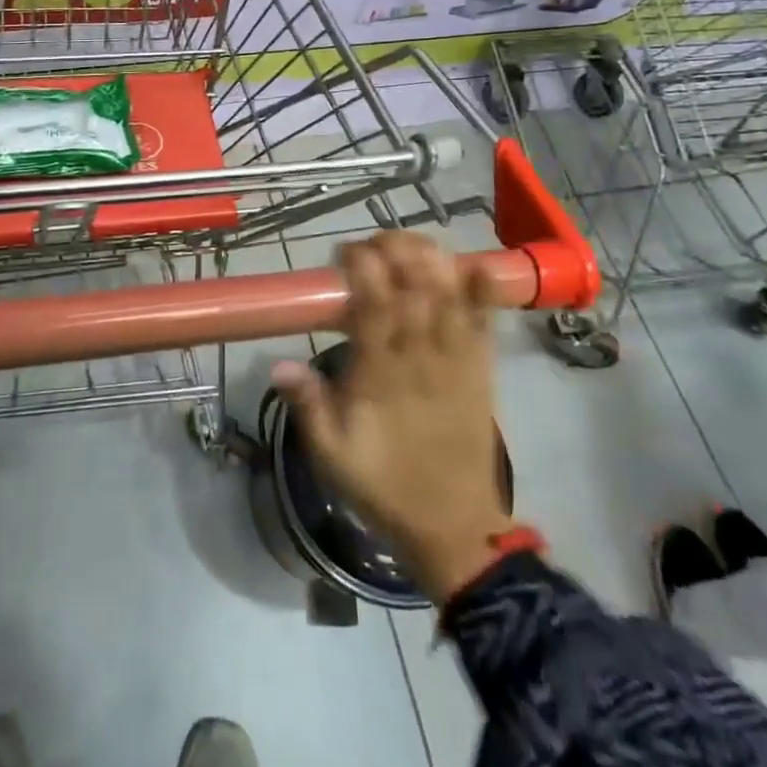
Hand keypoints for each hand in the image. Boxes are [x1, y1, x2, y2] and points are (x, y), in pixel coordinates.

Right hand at [271, 232, 513, 603]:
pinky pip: (488, 320)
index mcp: (382, 374)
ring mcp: (458, 359)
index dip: (362, 268)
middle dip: (395, 249)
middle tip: (371, 243)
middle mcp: (422, 357)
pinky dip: (484, 289)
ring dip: (432, 258)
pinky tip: (473, 264)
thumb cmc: (384, 485)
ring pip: (451, 293)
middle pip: (416, 285)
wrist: (453, 524)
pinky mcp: (483, 368)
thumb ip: (308, 406)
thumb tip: (279, 363)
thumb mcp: (331, 455)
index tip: (342, 254)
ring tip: (409, 244)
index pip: (374, 304)